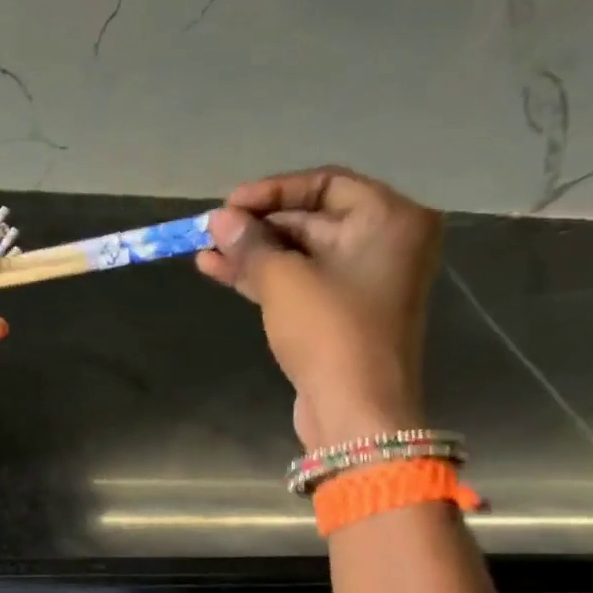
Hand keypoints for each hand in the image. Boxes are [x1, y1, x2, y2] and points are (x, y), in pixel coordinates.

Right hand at [196, 167, 440, 448]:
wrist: (355, 409)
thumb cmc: (330, 331)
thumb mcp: (284, 280)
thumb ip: (250, 243)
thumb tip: (218, 220)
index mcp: (390, 220)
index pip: (326, 183)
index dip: (273, 191)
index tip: (229, 204)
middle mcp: (384, 244)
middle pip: (312, 219)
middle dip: (257, 225)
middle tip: (211, 230)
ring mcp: (362, 282)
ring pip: (299, 253)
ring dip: (252, 252)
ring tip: (203, 250)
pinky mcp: (340, 313)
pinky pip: (298, 282)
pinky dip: (262, 276)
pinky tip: (218, 270)